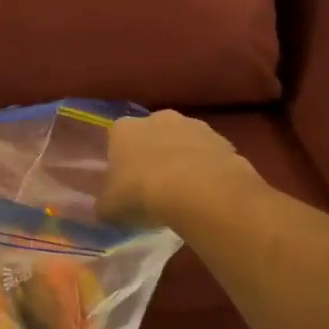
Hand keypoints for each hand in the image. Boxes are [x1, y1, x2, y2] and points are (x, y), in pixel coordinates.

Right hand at [100, 110, 264, 227]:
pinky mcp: (223, 141)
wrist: (200, 192)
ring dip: (183, 162)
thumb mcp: (110, 209)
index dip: (121, 162)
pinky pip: (210, 157)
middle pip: (152, 136)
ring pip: (183, 144)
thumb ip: (105, 206)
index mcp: (124, 129)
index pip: (116, 140)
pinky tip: (208, 195)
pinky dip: (208, 171)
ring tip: (185, 194)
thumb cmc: (142, 194)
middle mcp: (157, 118)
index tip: (125, 184)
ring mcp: (194, 126)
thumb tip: (105, 210)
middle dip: (153, 156)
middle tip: (154, 188)